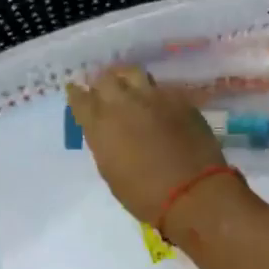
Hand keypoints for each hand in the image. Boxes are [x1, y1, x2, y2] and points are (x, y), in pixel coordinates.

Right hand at [66, 66, 232, 227]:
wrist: (192, 192)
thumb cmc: (144, 195)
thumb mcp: (110, 172)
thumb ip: (104, 143)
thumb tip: (107, 132)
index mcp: (100, 125)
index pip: (80, 98)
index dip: (76, 94)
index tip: (76, 92)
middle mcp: (123, 103)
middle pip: (105, 79)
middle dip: (101, 83)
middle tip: (103, 90)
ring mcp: (153, 97)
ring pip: (133, 73)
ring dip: (126, 78)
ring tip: (128, 86)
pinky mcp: (179, 99)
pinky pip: (160, 87)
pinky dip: (154, 93)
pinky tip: (157, 103)